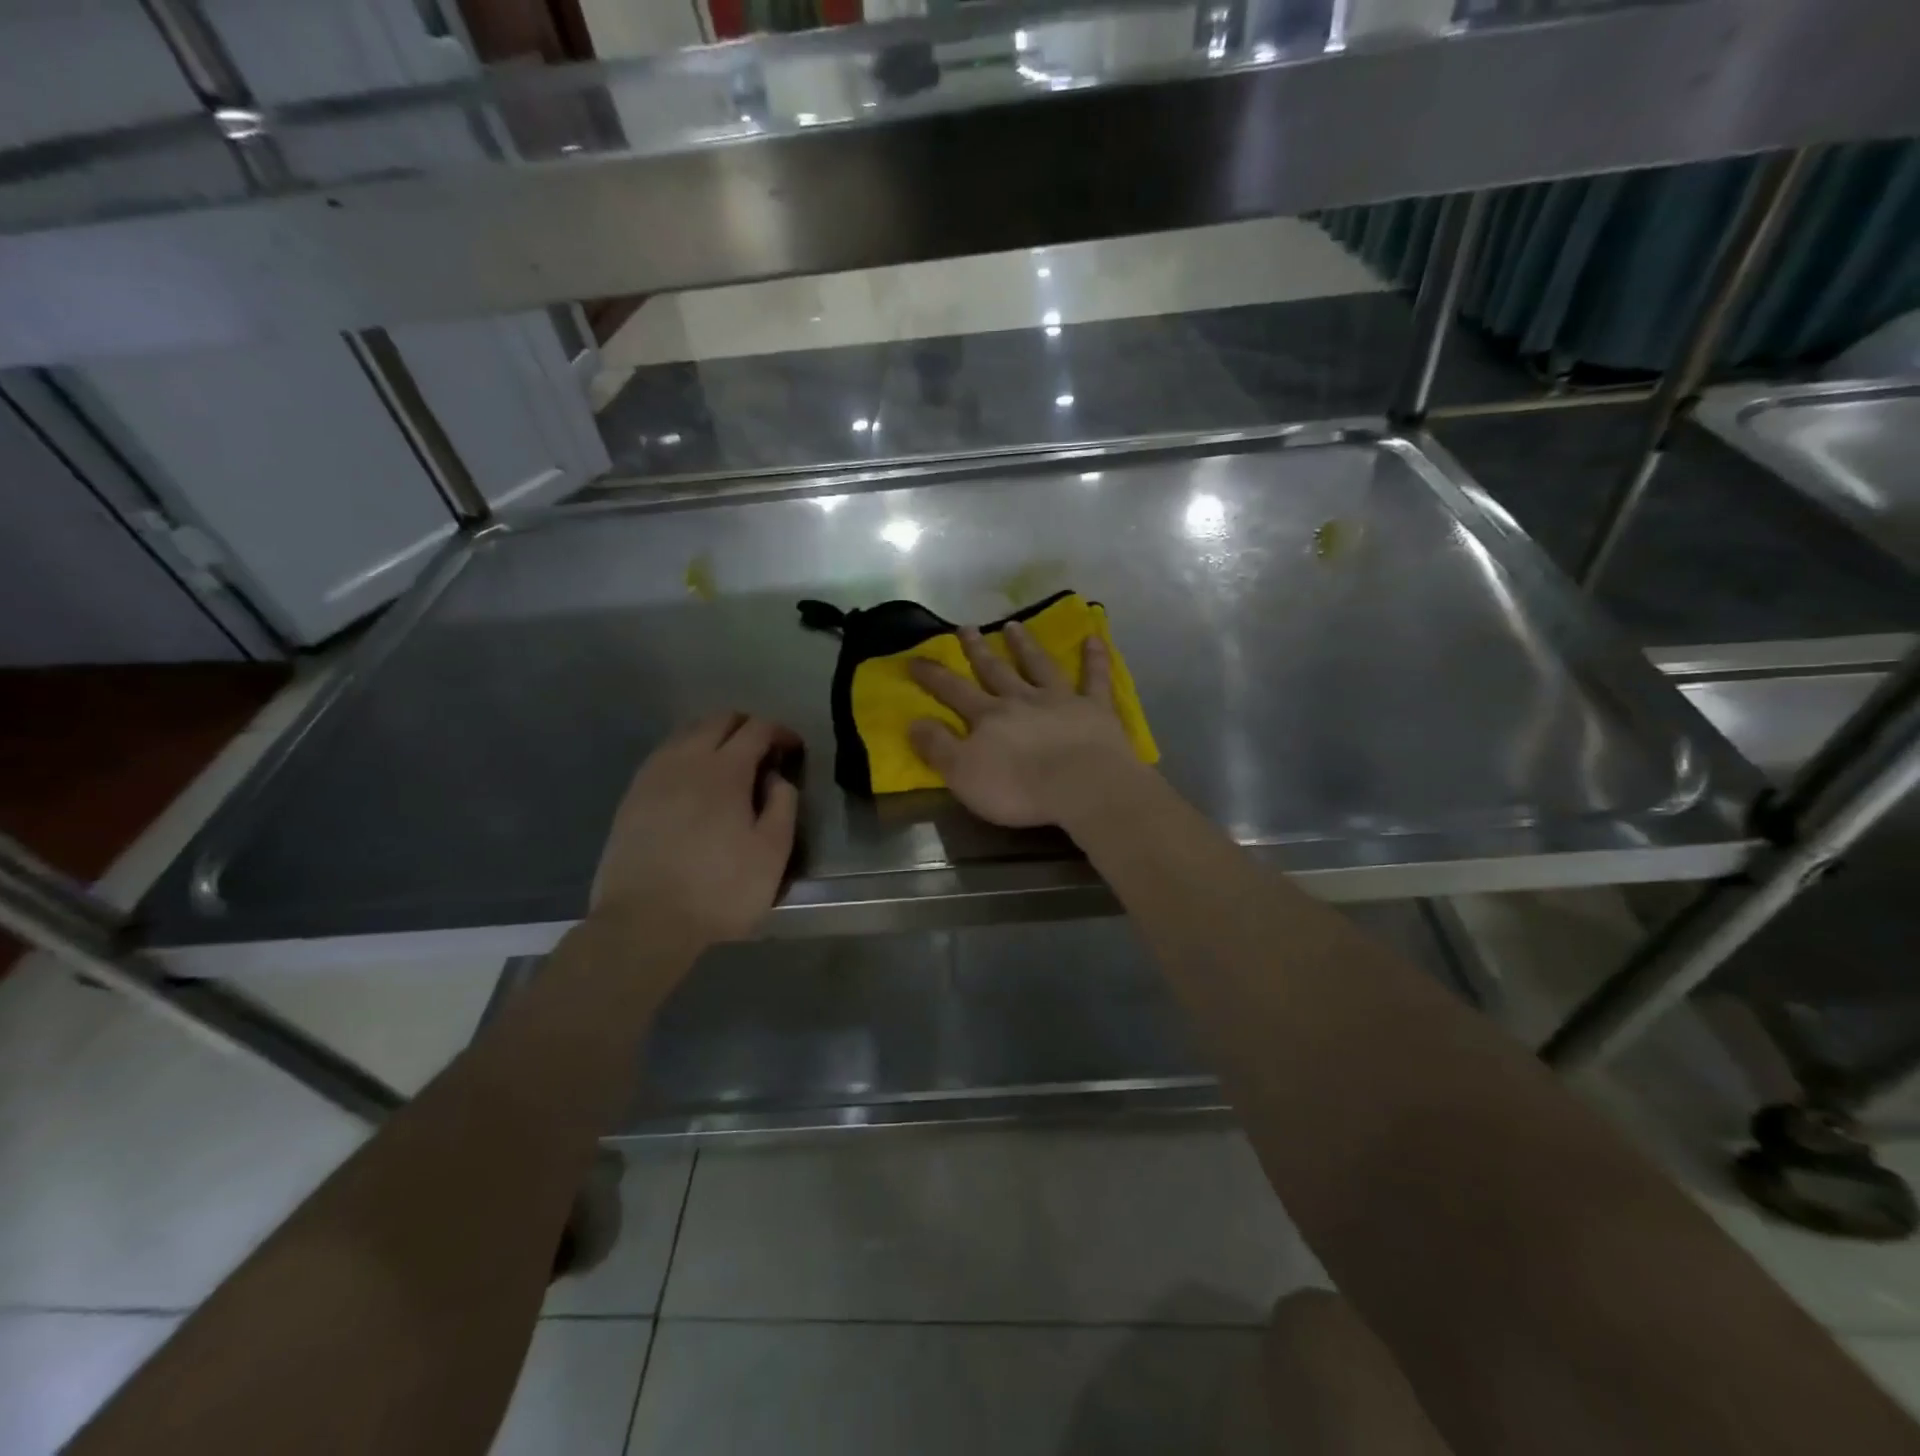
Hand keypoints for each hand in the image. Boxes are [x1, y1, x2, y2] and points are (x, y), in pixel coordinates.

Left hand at [591, 713, 800, 948]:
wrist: (644, 922)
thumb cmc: (720, 889)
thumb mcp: (772, 853)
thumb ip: (783, 805)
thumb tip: (777, 777)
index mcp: (725, 770)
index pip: (757, 729)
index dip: (780, 732)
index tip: (794, 749)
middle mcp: (687, 760)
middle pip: (719, 720)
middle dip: (748, 726)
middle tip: (765, 752)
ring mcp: (654, 775)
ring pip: (687, 732)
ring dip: (715, 736)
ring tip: (730, 763)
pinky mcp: (632, 796)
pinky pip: (665, 754)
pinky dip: (687, 753)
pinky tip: (693, 781)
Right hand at [907, 621, 1145, 829]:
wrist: (1082, 787)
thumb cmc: (1018, 788)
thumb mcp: (963, 774)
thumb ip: (938, 746)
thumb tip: (913, 721)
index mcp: (988, 717)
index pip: (953, 691)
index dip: (933, 676)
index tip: (914, 659)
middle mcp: (1021, 700)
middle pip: (995, 670)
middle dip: (977, 650)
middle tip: (966, 628)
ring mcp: (1060, 700)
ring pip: (1039, 666)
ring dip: (1025, 646)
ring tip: (1013, 625)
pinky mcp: (1095, 709)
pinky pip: (1095, 678)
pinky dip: (1095, 658)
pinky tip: (1093, 638)